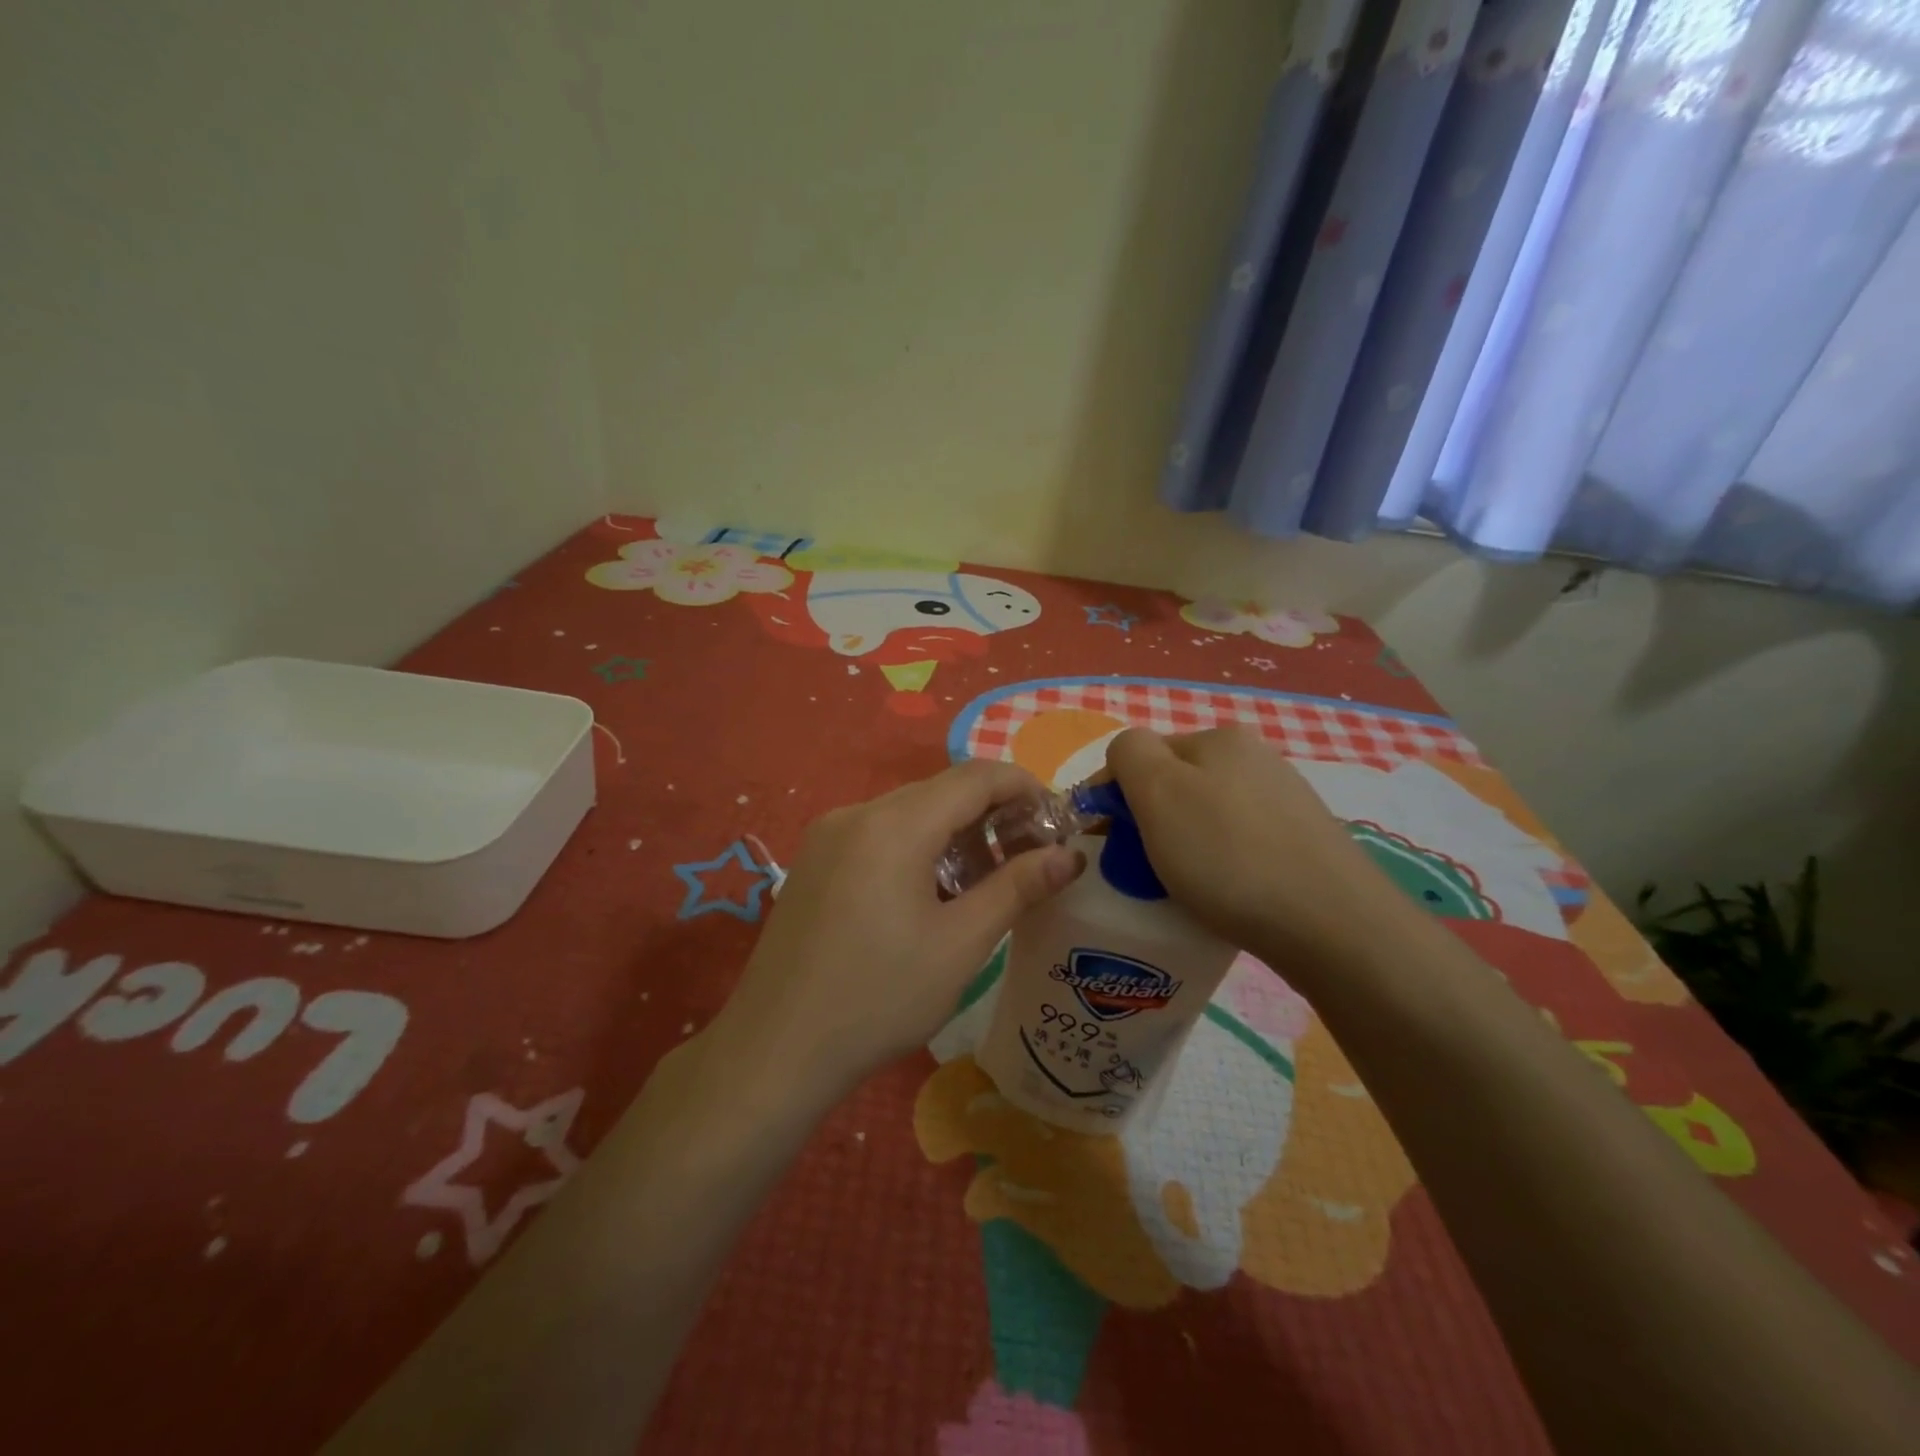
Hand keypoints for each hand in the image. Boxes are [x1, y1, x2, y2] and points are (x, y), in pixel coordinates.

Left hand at [708, 760, 1085, 1101]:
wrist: (774, 1051)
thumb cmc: (879, 998)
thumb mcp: (960, 945)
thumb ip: (1017, 888)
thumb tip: (1069, 856)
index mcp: (894, 824)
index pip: (975, 777)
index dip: (1024, 787)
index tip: (1058, 820)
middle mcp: (856, 814)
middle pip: (940, 791)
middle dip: (993, 812)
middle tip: (1032, 855)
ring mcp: (827, 836)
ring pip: (909, 812)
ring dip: (956, 832)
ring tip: (990, 878)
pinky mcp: (813, 862)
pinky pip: (878, 834)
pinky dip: (918, 846)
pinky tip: (934, 891)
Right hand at [1105, 727, 1403, 971]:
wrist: (1332, 926)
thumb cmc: (1229, 856)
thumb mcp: (1159, 792)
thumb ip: (1129, 755)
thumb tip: (1126, 759)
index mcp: (1218, 738)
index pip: (1139, 753)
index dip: (1111, 794)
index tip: (1099, 841)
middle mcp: (1255, 758)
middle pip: (1174, 783)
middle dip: (1147, 819)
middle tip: (1137, 867)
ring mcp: (1284, 800)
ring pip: (1205, 814)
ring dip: (1180, 843)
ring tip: (1178, 886)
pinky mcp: (1303, 842)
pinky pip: (1237, 843)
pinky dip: (1217, 863)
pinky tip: (1222, 894)